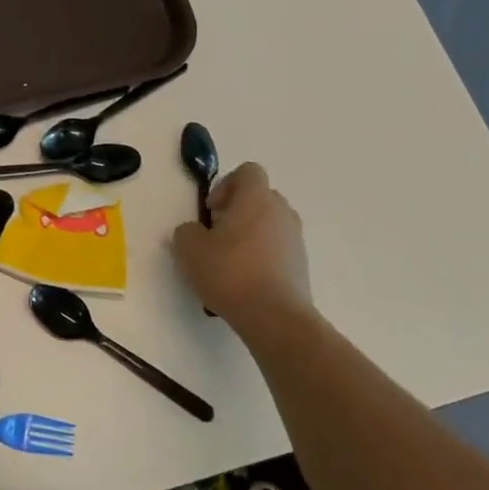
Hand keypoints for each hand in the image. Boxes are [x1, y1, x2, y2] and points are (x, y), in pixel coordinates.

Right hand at [171, 162, 314, 336]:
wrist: (275, 318)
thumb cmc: (230, 273)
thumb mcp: (189, 249)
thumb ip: (187, 231)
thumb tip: (196, 232)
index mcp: (256, 198)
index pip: (248, 171)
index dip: (226, 185)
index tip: (212, 211)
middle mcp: (281, 212)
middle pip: (259, 197)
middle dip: (237, 210)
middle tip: (217, 235)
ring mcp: (296, 239)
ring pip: (269, 224)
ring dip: (250, 234)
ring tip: (230, 261)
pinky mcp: (302, 265)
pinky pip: (278, 248)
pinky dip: (263, 256)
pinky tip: (245, 281)